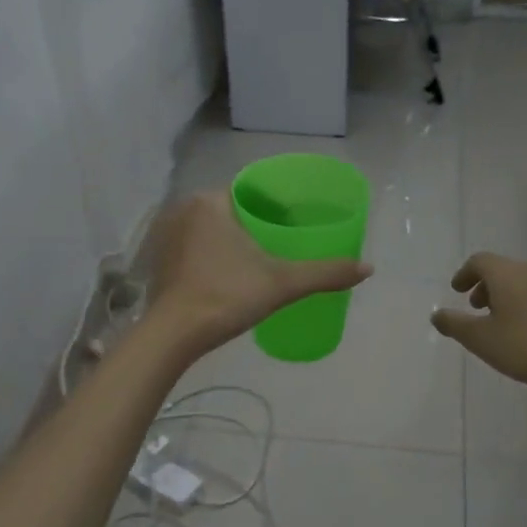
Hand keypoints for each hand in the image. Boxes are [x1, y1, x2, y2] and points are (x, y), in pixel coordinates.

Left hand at [147, 191, 371, 357]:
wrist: (174, 335)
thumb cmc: (226, 296)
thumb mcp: (282, 283)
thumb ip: (324, 273)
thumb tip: (368, 268)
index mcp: (210, 202)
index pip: (250, 191)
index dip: (274, 204)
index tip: (293, 222)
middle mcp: (183, 210)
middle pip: (230, 210)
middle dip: (255, 223)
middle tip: (282, 243)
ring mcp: (166, 236)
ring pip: (210, 230)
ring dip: (231, 240)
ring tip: (259, 259)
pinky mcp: (159, 262)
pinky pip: (194, 248)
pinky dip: (212, 256)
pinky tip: (229, 275)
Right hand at [430, 253, 526, 390]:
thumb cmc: (523, 345)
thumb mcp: (479, 338)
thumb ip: (455, 324)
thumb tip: (436, 314)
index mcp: (506, 274)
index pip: (480, 261)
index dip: (464, 274)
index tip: (456, 290)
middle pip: (503, 270)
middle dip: (485, 286)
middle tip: (475, 306)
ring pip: (522, 283)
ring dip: (505, 296)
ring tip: (498, 321)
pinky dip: (524, 306)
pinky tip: (524, 332)